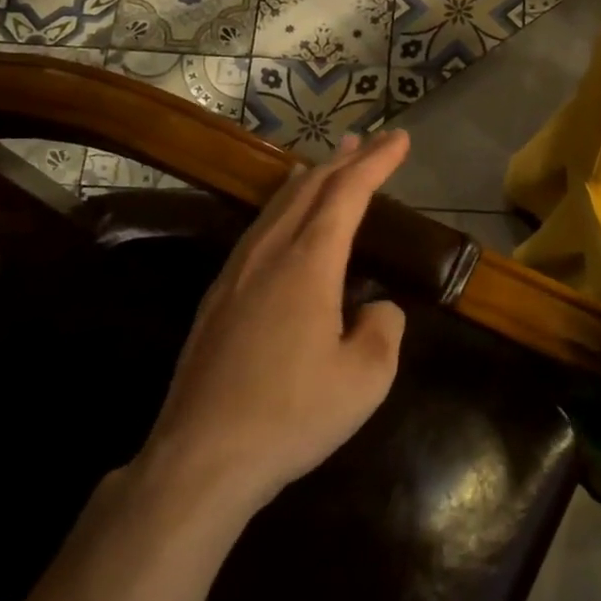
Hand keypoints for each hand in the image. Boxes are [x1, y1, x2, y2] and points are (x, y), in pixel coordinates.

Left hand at [135, 131, 411, 518]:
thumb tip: (378, 309)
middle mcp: (269, 254)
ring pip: (277, 205)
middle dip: (344, 160)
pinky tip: (285, 219)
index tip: (400, 140)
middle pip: (309, 188)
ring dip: (310, 179)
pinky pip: (258, 230)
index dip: (376, 163)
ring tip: (330, 163)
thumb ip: (384, 329)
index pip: (347, 194)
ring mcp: (236, 274)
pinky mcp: (218, 298)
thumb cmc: (292, 415)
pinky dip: (283, 206)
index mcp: (308, 263)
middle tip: (370, 141)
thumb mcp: (366, 378)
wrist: (200, 459)